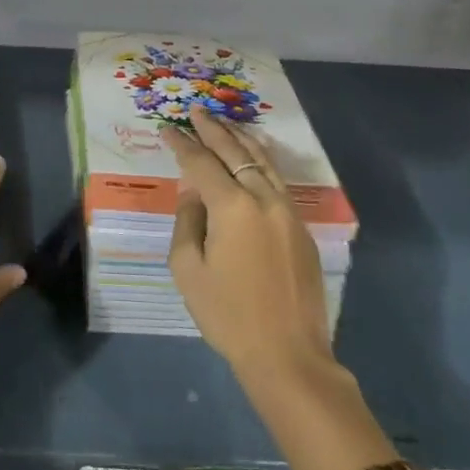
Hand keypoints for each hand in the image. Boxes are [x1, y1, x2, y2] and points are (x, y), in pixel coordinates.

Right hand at [163, 105, 334, 381]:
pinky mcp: (302, 229)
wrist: (289, 357)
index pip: (201, 162)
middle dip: (213, 129)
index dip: (182, 144)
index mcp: (232, 207)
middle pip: (235, 152)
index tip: (167, 128)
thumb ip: (188, 221)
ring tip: (224, 123)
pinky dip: (260, 161)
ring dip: (240, 139)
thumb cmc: (229, 316)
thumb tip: (195, 195)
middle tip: (197, 111)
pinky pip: (277, 181)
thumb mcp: (188, 270)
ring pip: (263, 161)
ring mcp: (288, 212)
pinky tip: (253, 157)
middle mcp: (263, 199)